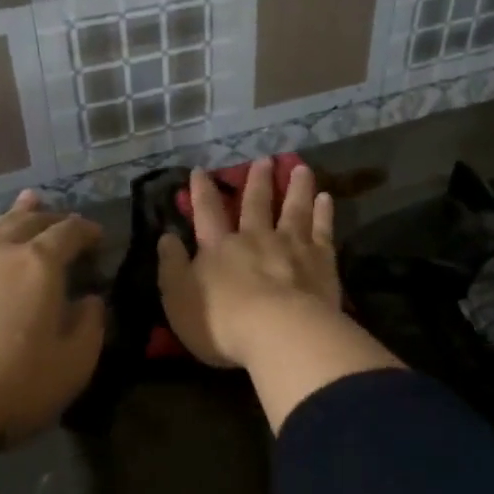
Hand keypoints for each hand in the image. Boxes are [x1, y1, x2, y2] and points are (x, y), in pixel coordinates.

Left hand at [0, 190, 104, 447]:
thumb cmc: (11, 388)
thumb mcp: (73, 365)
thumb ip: (90, 326)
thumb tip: (91, 300)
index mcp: (39, 265)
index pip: (69, 233)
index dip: (87, 230)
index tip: (98, 237)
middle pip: (27, 222)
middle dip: (50, 218)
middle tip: (63, 221)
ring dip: (9, 216)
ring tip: (23, 204)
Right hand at [156, 159, 339, 368]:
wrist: (279, 333)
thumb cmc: (222, 323)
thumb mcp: (179, 299)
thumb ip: (172, 267)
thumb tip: (166, 238)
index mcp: (219, 248)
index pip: (207, 212)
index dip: (201, 191)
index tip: (200, 170)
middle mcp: (255, 238)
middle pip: (256, 203)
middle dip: (258, 180)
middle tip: (264, 159)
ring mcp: (291, 245)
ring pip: (293, 208)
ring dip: (296, 187)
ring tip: (301, 168)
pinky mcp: (320, 259)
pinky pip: (322, 229)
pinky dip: (323, 212)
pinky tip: (326, 199)